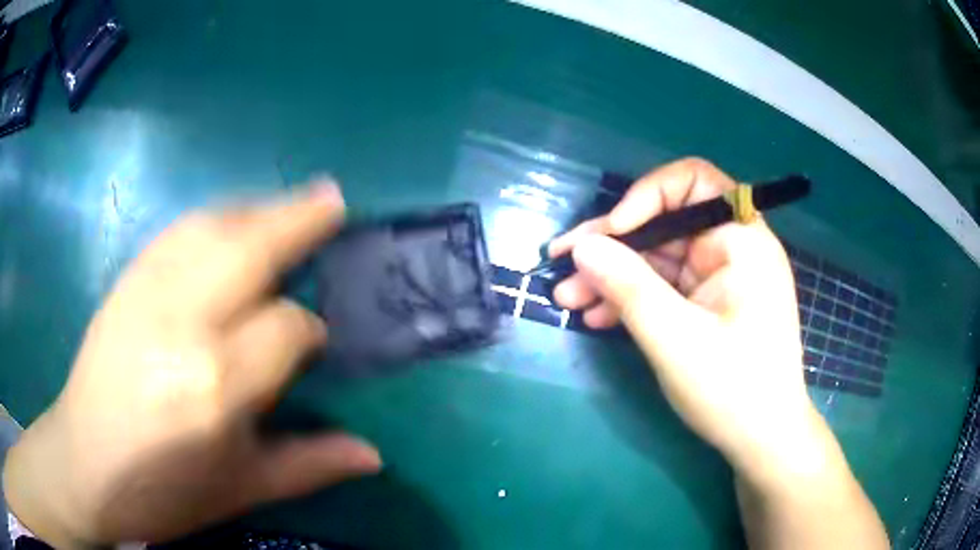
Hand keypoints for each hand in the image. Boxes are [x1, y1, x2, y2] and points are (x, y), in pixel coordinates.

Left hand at [3, 180, 380, 547]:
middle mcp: (183, 323)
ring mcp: (147, 293)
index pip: (285, 328)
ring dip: (259, 208)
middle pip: (250, 248)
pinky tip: (232, 220)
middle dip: (298, 219)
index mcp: (216, 386)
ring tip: (292, 201)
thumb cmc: (163, 491)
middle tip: (334, 197)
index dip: (309, 332)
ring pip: (213, 226)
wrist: (83, 464)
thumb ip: (309, 465)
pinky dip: (216, 216)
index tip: (315, 344)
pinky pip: (179, 231)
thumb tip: (373, 455)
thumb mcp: (240, 490)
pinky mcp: (125, 280)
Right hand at [549, 158, 813, 471]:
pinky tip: (598, 317)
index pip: (693, 181)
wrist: (762, 440)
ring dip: (614, 275)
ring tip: (568, 298)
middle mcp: (732, 248)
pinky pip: (665, 287)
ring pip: (659, 258)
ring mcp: (719, 277)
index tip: (610, 234)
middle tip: (563, 264)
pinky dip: (632, 298)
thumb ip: (628, 287)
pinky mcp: (707, 303)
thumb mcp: (676, 339)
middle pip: (665, 222)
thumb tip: (582, 246)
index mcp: (742, 240)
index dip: (645, 197)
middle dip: (614, 244)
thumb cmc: (733, 390)